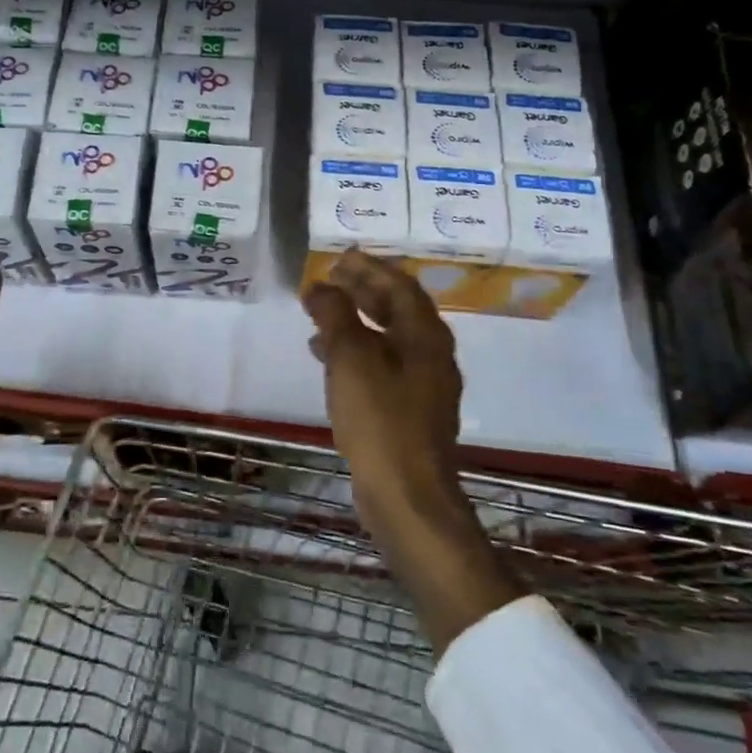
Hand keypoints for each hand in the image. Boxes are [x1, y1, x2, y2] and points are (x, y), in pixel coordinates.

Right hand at [302, 251, 523, 650]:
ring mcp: (423, 386)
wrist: (407, 496)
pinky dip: (356, 352)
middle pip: (397, 309)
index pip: (400, 285)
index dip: (370, 267)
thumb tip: (319, 286)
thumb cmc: (381, 419)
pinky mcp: (409, 411)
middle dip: (363, 290)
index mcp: (425, 336)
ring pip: (388, 338)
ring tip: (319, 314)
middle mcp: (431, 355)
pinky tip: (327, 359)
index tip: (341, 256)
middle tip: (330, 279)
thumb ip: (335, 315)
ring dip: (356, 321)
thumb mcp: (351, 359)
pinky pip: (382, 366)